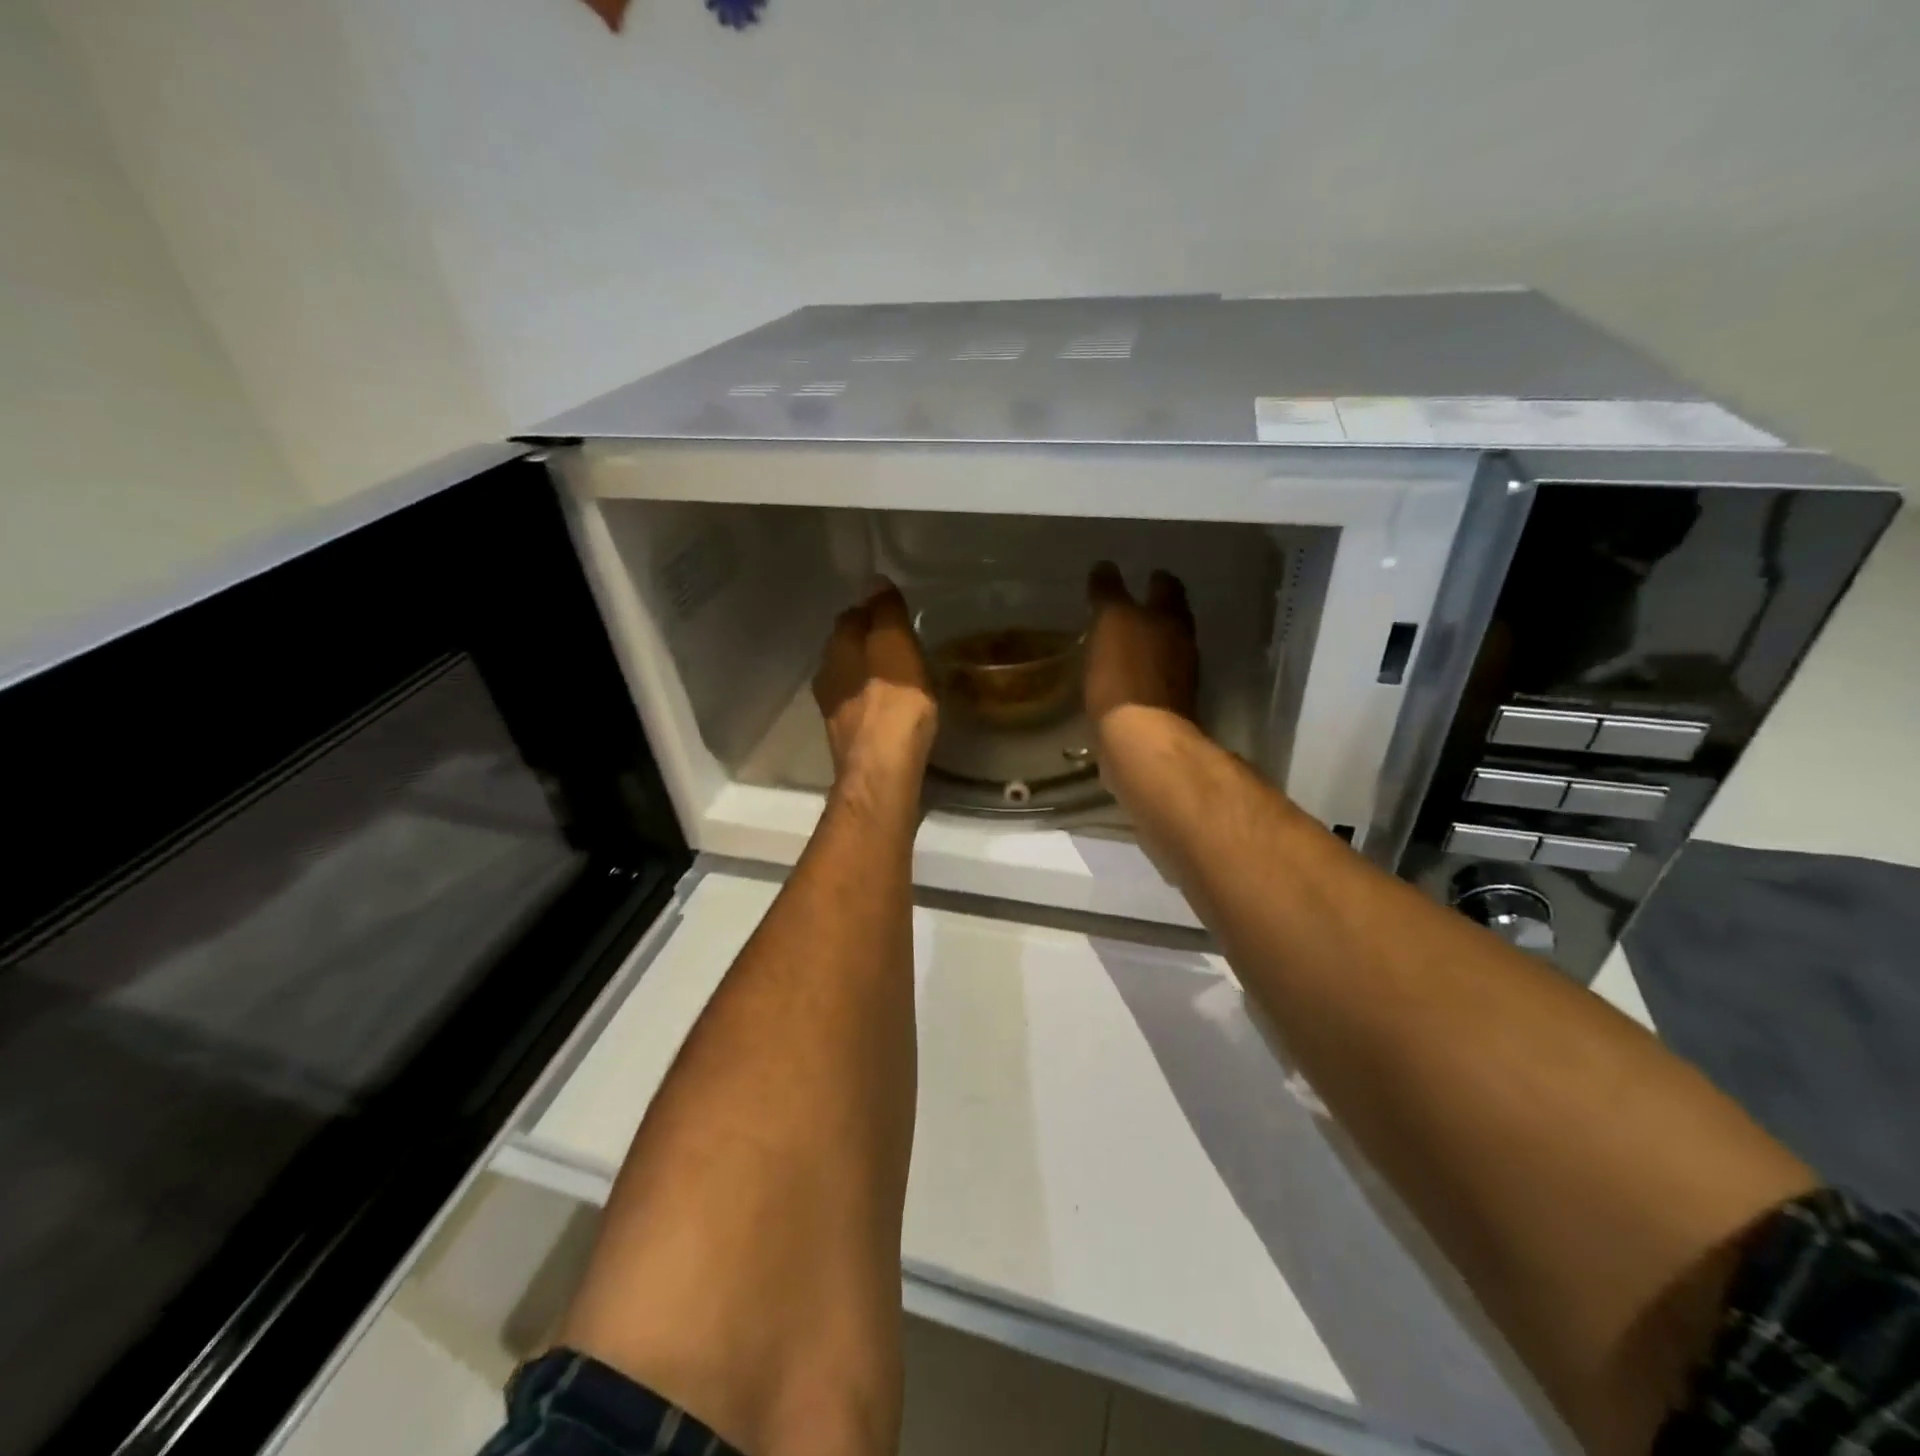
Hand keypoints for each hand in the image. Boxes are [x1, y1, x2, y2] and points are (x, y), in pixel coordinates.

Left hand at [813, 579, 937, 780]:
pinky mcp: (847, 738)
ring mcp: (834, 710)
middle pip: (847, 648)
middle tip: (901, 643)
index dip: (873, 610)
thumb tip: (875, 582)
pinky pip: (860, 707)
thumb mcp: (896, 646)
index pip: (851, 616)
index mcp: (838, 648)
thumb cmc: (893, 702)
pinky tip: (893, 708)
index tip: (896, 613)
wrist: (881, 770)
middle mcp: (828, 674)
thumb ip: (885, 613)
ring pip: (851, 678)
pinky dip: (874, 700)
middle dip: (869, 642)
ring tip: (900, 675)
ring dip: (870, 673)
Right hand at [1085, 562, 1198, 728]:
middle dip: (1155, 613)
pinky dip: (1140, 677)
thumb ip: (1109, 592)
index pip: (1168, 587)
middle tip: (1132, 609)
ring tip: (1124, 644)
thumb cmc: (1124, 672)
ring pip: (1165, 652)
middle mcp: (1183, 644)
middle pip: (1172, 620)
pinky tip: (1122, 680)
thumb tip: (1105, 566)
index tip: (1144, 575)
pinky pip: (1153, 683)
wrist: (1141, 737)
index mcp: (1171, 617)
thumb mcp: (1110, 621)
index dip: (1156, 579)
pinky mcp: (1166, 710)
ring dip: (1149, 646)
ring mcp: (1178, 680)